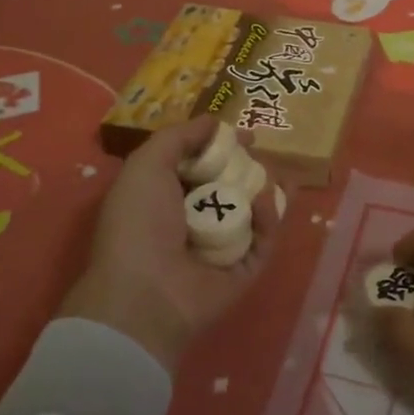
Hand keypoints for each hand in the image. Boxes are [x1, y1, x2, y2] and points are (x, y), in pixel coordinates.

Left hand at [58, 117, 284, 371]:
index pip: (201, 166)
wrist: (145, 293)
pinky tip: (266, 200)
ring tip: (274, 174)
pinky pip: (263, 239)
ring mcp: (220, 247)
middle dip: (249, 167)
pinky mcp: (244, 270)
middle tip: (262, 155)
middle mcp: (193, 221)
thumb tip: (214, 121)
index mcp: (165, 197)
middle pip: (231, 185)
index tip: (245, 135)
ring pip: (253, 210)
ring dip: (266, 189)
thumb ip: (180, 136)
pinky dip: (268, 218)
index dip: (223, 147)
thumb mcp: (147, 165)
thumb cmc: (139, 223)